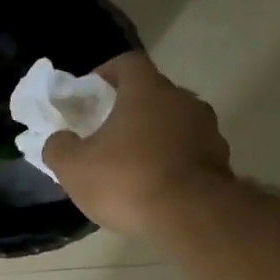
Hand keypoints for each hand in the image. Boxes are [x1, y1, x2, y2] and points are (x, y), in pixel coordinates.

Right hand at [42, 53, 230, 235]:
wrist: (192, 216)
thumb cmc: (127, 180)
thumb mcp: (73, 167)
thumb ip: (58, 147)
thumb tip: (59, 139)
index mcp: (147, 91)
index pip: (127, 63)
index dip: (105, 74)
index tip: (90, 94)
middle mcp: (182, 100)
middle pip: (151, 94)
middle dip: (127, 110)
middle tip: (104, 133)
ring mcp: (207, 130)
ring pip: (172, 124)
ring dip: (151, 137)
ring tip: (129, 165)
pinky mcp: (220, 161)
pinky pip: (187, 152)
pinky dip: (170, 161)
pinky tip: (153, 186)